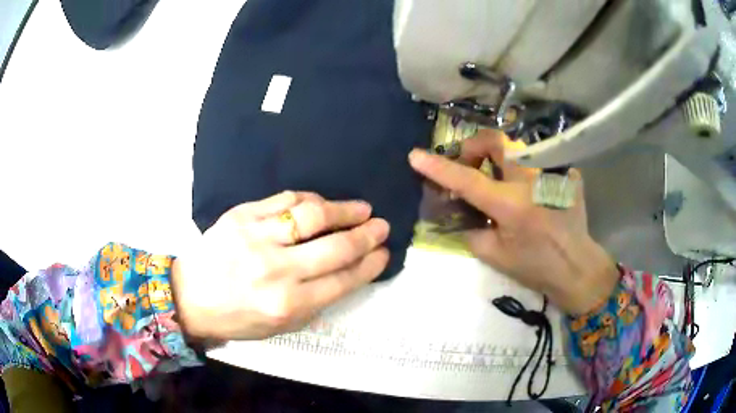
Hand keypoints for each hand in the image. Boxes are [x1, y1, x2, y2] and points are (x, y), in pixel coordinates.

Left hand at [172, 191, 389, 339]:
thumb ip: (316, 302)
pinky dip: (310, 199)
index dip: (369, 264)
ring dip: (344, 210)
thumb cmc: (237, 317)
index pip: (343, 280)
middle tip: (382, 226)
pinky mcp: (242, 216)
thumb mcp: (280, 327)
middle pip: (335, 247)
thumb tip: (346, 272)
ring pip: (313, 215)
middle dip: (367, 235)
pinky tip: (322, 203)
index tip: (384, 253)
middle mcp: (277, 271)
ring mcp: (257, 238)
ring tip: (362, 209)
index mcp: (289, 305)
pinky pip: (285, 200)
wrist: (190, 296)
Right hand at [408, 130, 618, 314]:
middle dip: (475, 147)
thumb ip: (471, 230)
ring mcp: (552, 172)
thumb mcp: (495, 256)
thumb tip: (459, 211)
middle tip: (470, 166)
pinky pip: (537, 161)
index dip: (438, 167)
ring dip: (499, 159)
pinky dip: (523, 171)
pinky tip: (527, 191)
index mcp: (511, 205)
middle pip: (496, 140)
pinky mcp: (566, 172)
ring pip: (516, 147)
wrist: (576, 266)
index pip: (467, 179)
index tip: (416, 156)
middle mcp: (532, 180)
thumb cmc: (535, 267)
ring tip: (498, 180)